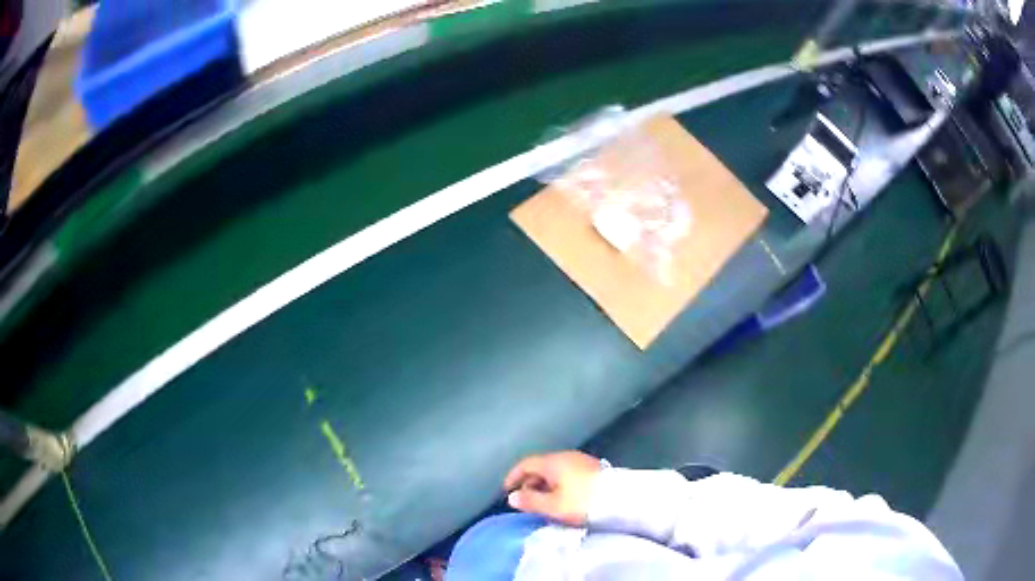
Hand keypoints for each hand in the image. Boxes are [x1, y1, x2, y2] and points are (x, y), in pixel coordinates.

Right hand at [503, 451, 602, 525]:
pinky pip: (567, 473)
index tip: (506, 490)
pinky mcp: (593, 468)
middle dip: (529, 481)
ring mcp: (582, 460)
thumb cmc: (583, 501)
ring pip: (555, 469)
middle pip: (541, 465)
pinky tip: (562, 498)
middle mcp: (566, 456)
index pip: (526, 463)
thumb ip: (530, 501)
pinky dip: (558, 483)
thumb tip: (512, 497)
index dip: (513, 476)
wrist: (623, 498)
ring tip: (543, 502)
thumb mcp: (553, 506)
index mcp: (553, 461)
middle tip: (525, 500)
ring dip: (545, 484)